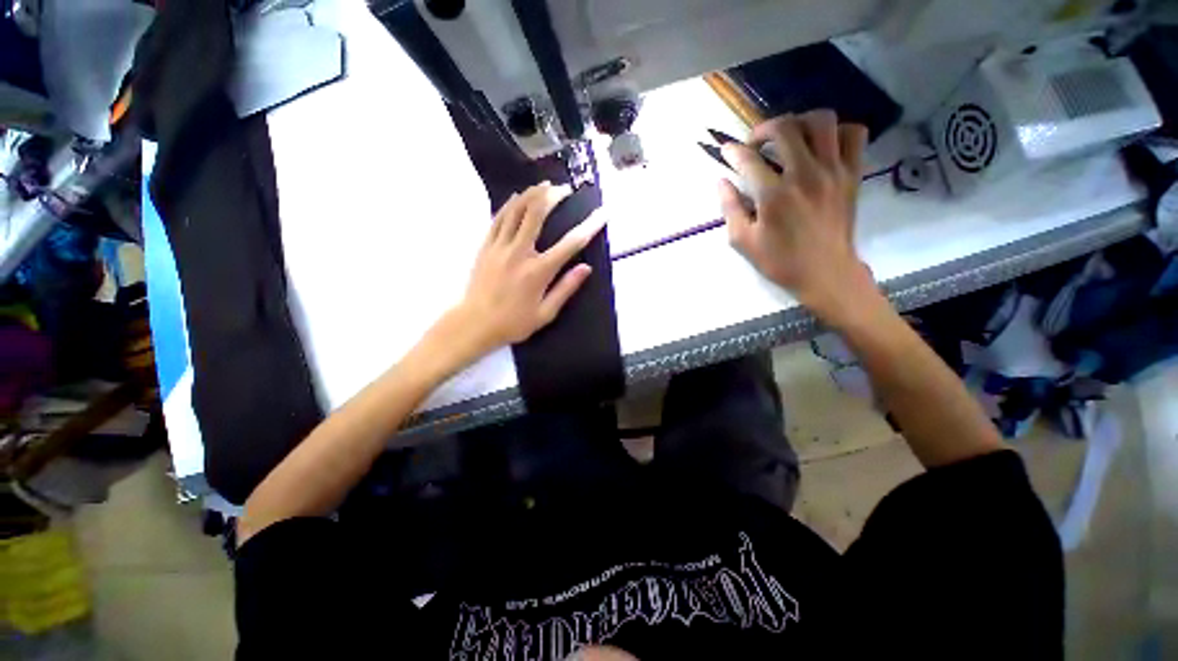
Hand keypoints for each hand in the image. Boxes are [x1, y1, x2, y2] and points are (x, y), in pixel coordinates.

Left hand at [451, 182, 605, 356]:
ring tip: (544, 184)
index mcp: (539, 271)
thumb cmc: (514, 322)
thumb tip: (586, 268)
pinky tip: (518, 196)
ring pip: (516, 210)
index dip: (590, 225)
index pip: (570, 243)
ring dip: (532, 194)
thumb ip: (566, 288)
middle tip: (565, 189)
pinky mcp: (486, 246)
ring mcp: (500, 247)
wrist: (475, 324)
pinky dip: (510, 204)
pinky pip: (499, 218)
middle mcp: (519, 253)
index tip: (603, 212)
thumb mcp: (546, 313)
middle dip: (554, 196)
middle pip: (537, 213)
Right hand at [719, 111, 877, 325]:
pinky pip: (853, 134)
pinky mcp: (852, 174)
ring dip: (799, 122)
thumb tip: (721, 182)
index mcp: (774, 195)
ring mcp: (833, 171)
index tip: (726, 150)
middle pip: (785, 128)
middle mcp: (805, 174)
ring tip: (788, 137)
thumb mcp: (743, 241)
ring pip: (821, 121)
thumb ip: (730, 209)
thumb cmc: (780, 261)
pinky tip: (821, 146)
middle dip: (763, 129)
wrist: (826, 273)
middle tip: (755, 143)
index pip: (748, 159)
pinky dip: (836, 131)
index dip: (732, 151)